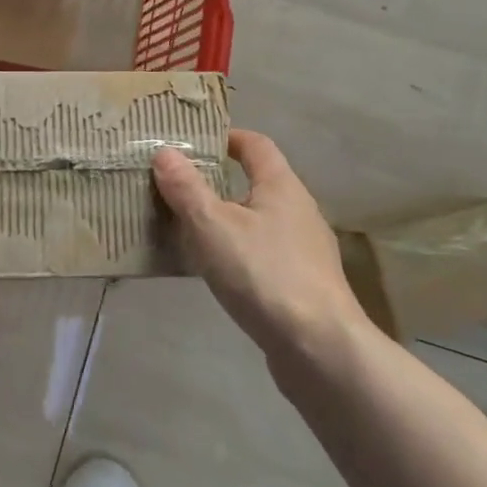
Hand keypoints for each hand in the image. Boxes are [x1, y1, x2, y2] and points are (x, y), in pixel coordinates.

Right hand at [152, 130, 359, 359]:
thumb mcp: (213, 226)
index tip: (195, 142)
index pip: (256, 144)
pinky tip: (217, 271)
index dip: (227, 137)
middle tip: (179, 187)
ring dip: (227, 219)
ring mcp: (306, 249)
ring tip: (189, 229)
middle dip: (219, 181)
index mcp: (282, 185)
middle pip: (257, 182)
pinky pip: (264, 253)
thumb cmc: (264, 273)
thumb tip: (165, 152)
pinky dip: (239, 251)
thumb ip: (187, 188)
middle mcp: (299, 210)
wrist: (320, 348)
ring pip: (259, 220)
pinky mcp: (304, 283)